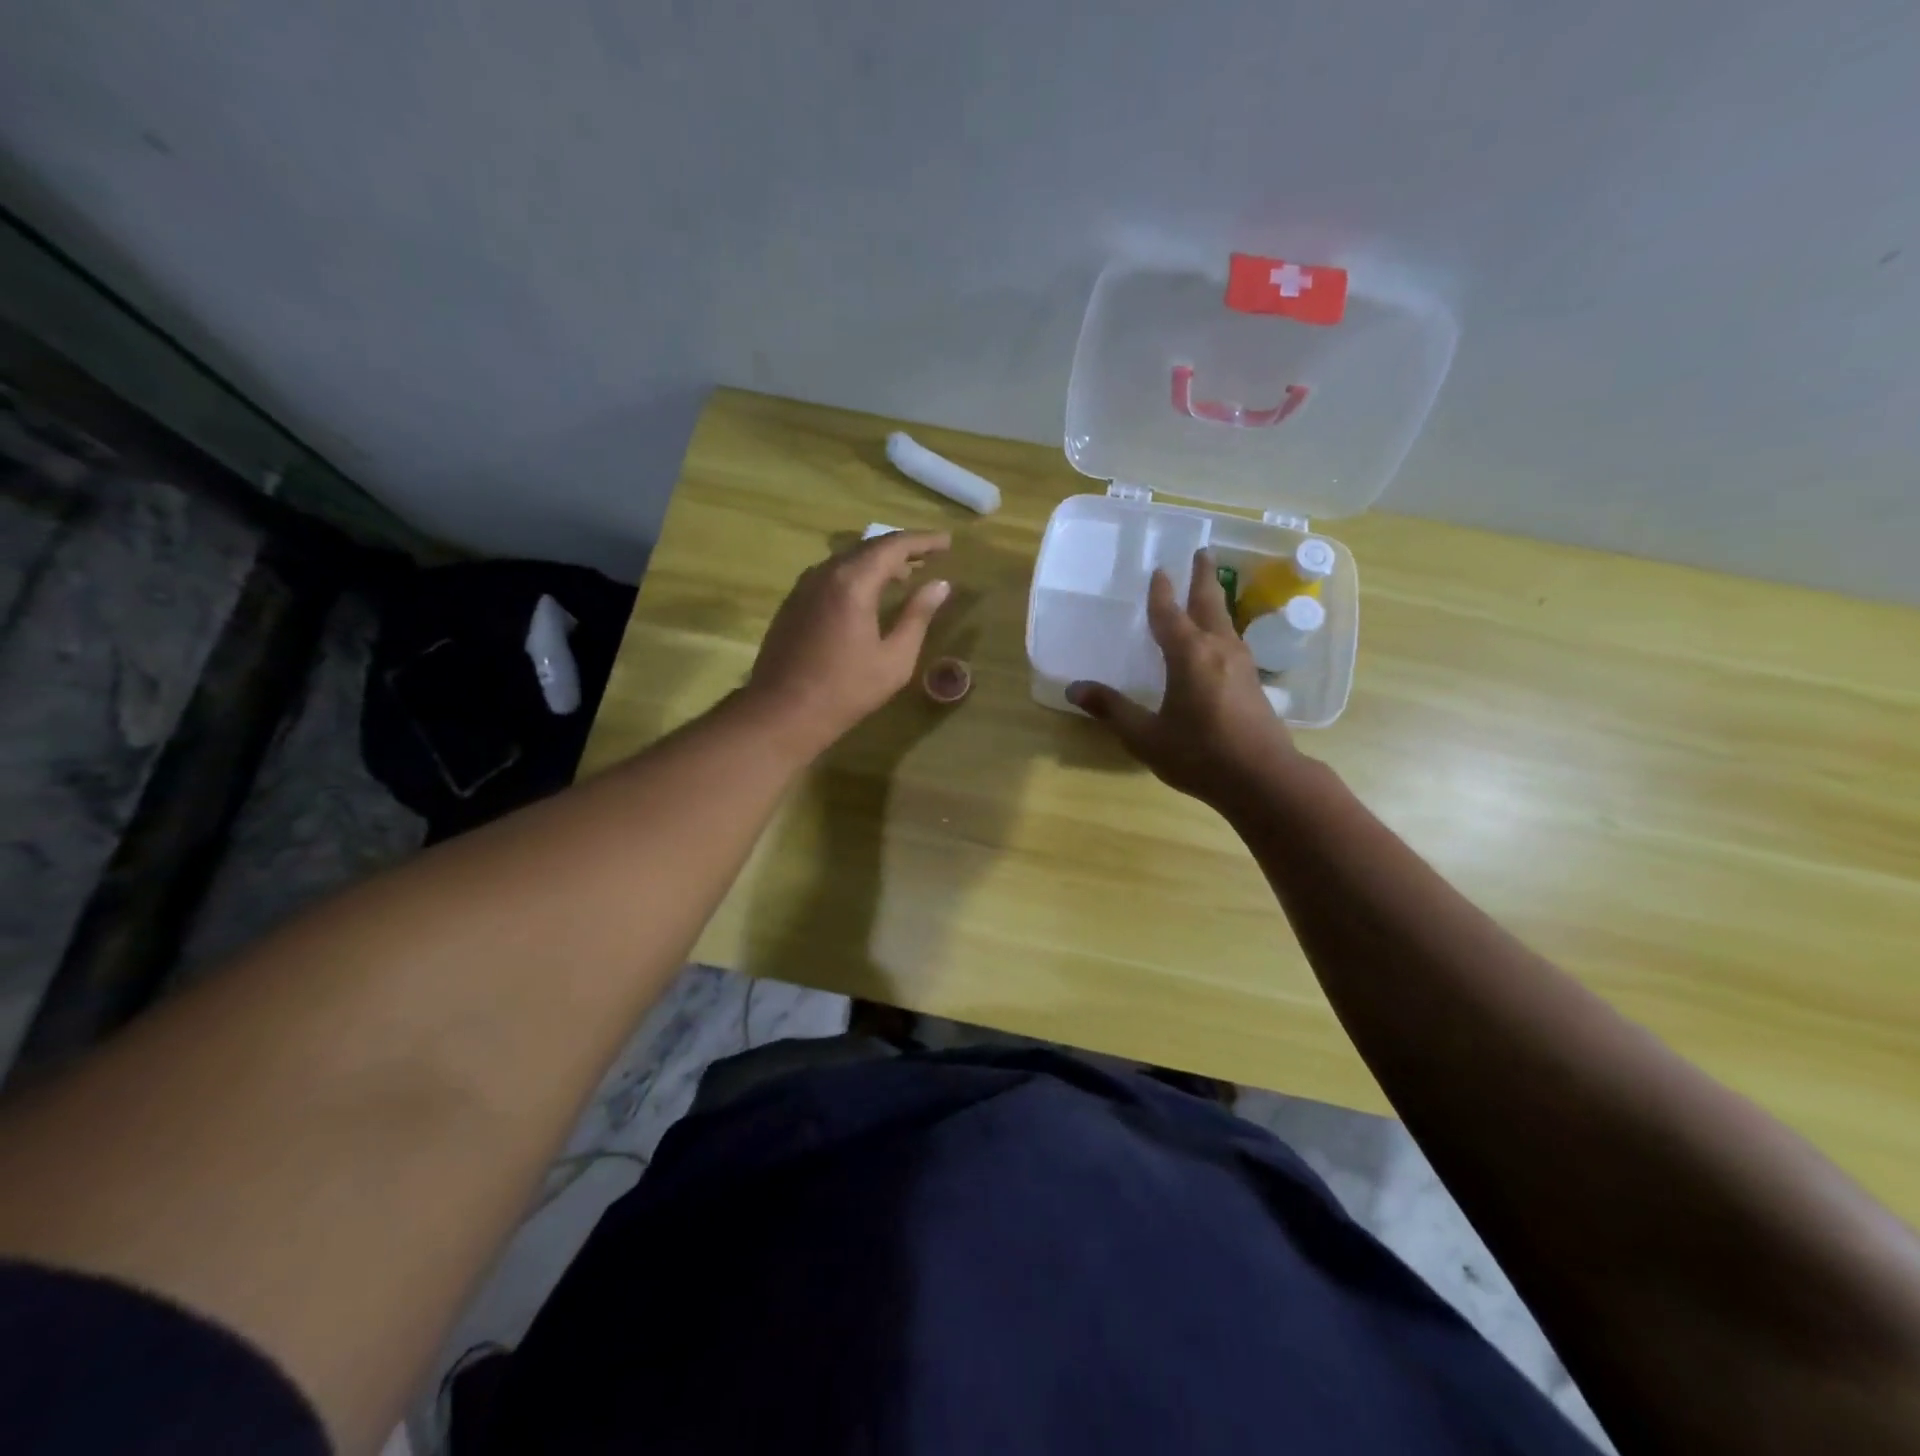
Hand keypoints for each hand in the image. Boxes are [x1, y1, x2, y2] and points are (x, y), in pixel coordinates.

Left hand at [744, 530, 951, 753]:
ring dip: (877, 562)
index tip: (947, 542)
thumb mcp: (894, 659)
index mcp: (853, 582)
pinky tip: (868, 595)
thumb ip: (917, 616)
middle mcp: (825, 573)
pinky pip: (831, 575)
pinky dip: (856, 575)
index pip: (894, 546)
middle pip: (868, 547)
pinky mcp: (792, 602)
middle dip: (902, 549)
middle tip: (929, 556)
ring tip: (904, 576)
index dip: (923, 541)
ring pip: (847, 560)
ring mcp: (804, 586)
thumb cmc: (845, 690)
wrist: (781, 712)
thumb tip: (939, 586)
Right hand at [1068, 549, 1297, 808]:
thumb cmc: (1200, 754)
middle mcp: (1218, 650)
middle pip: (1209, 604)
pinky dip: (1223, 628)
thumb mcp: (1146, 736)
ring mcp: (1242, 665)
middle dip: (1203, 578)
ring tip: (1211, 590)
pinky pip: (1234, 642)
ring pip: (1227, 621)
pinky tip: (1222, 642)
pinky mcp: (1254, 683)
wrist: (1263, 779)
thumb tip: (1074, 689)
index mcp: (1189, 655)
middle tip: (1202, 552)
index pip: (1169, 615)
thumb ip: (1112, 709)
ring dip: (1216, 600)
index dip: (1161, 593)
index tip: (1159, 570)